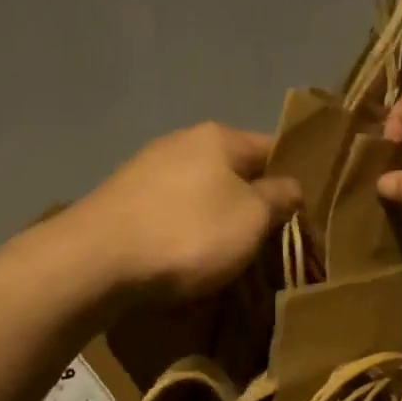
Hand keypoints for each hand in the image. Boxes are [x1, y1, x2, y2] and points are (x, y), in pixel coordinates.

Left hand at [70, 123, 300, 300]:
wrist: (93, 263)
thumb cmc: (188, 233)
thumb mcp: (253, 218)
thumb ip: (280, 198)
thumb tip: (291, 187)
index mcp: (219, 137)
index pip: (273, 147)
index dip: (295, 176)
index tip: (308, 211)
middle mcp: (182, 143)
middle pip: (236, 172)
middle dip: (256, 203)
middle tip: (273, 240)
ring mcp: (148, 171)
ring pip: (203, 194)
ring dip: (221, 221)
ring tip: (234, 256)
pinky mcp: (124, 202)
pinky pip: (174, 214)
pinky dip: (188, 233)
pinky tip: (190, 259)